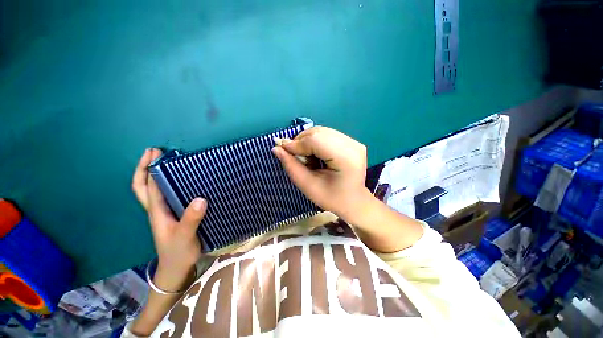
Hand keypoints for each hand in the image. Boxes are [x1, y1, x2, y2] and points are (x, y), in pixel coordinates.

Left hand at [132, 148, 206, 291]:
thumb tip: (201, 198)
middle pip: (143, 186)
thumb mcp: (185, 237)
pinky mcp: (174, 214)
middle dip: (144, 168)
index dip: (149, 169)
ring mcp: (164, 212)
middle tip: (154, 152)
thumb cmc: (178, 253)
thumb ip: (191, 219)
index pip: (149, 187)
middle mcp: (157, 209)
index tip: (157, 153)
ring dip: (155, 173)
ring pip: (153, 189)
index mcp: (157, 212)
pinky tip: (181, 179)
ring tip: (166, 160)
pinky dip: (168, 183)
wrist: (177, 268)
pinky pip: (167, 195)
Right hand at [272, 126, 371, 222]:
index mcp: (346, 158)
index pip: (316, 140)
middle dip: (300, 141)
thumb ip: (292, 167)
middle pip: (319, 132)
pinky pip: (326, 135)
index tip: (282, 150)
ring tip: (303, 156)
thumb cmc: (332, 199)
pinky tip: (314, 154)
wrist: (354, 201)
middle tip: (292, 154)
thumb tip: (276, 148)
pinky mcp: (351, 142)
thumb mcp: (309, 187)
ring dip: (307, 141)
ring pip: (321, 132)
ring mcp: (353, 142)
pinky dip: (315, 141)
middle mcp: (353, 145)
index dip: (297, 144)